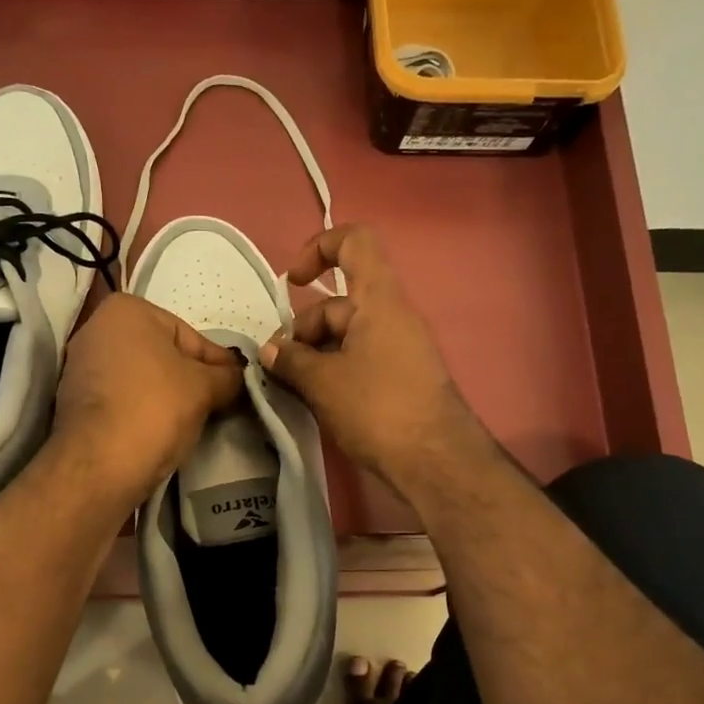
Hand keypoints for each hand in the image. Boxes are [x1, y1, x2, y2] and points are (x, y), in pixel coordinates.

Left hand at [51, 293, 243, 506]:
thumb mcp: (205, 387)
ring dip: (167, 395)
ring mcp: (80, 366)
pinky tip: (161, 430)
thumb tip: (237, 377)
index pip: (190, 336)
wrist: (100, 464)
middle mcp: (96, 328)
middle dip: (190, 378)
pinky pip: (122, 399)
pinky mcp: (73, 401)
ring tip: (193, 420)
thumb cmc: (155, 409)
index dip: (219, 363)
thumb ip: (228, 376)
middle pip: (163, 354)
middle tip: (219, 403)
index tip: (238, 384)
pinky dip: (143, 410)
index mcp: (126, 310)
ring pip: (142, 378)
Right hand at [260, 225, 480, 496]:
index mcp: (378, 299)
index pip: (354, 243)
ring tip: (290, 389)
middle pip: (339, 304)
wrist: (434, 460)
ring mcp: (399, 348)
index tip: (294, 283)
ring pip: (346, 337)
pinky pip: (359, 360)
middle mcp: (392, 316)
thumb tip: (269, 350)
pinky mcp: (400, 378)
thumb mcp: (322, 382)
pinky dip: (334, 372)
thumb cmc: (376, 408)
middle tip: (278, 367)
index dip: (319, 249)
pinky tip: (314, 401)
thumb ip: (290, 360)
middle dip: (303, 331)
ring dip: (314, 356)